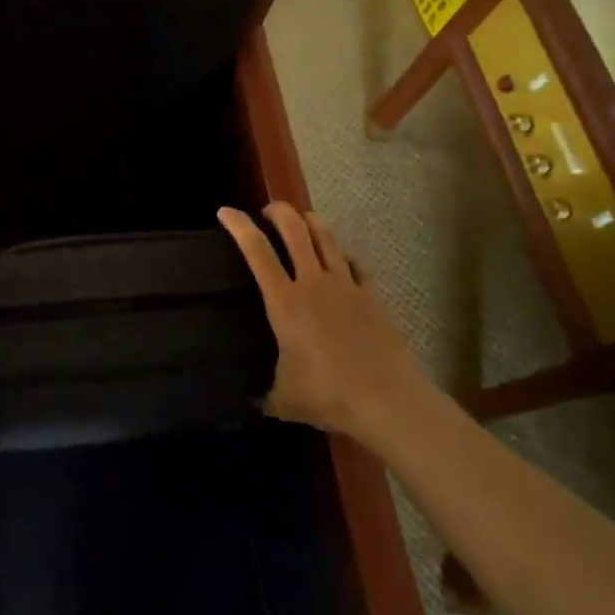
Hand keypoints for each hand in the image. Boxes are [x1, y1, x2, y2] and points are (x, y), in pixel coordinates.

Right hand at [217, 203, 430, 440]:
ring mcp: (346, 286)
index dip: (239, 226)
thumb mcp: (286, 399)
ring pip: (327, 238)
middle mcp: (313, 283)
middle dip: (279, 212)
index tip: (225, 211)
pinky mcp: (372, 297)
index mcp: (284, 301)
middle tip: (268, 211)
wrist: (388, 401)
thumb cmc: (329, 394)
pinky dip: (344, 255)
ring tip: (303, 221)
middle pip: (295, 230)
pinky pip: (356, 264)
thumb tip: (256, 403)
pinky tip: (342, 259)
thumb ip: (268, 394)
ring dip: (311, 223)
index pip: (257, 251)